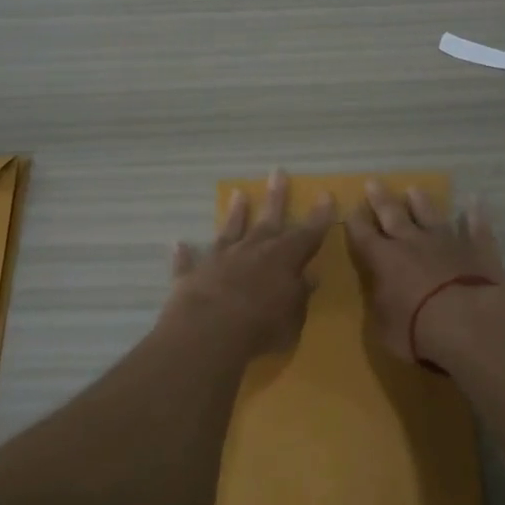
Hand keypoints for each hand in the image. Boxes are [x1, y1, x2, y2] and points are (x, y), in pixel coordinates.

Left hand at [163, 172, 334, 358]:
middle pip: (268, 220)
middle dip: (276, 197)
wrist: (208, 332)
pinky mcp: (192, 275)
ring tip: (237, 193)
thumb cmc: (262, 327)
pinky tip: (178, 243)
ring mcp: (220, 260)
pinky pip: (188, 261)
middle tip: (278, 172)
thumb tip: (309, 276)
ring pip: (230, 231)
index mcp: (283, 259)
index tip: (325, 194)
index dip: (319, 216)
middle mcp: (252, 251)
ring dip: (234, 213)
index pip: (307, 234)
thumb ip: (300, 294)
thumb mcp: (293, 316)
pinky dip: (184, 254)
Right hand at [343, 181, 504, 362]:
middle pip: (393, 215)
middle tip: (373, 182)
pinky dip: (475, 215)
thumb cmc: (417, 331)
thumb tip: (380, 294)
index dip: (354, 222)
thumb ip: (381, 306)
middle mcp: (412, 243)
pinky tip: (475, 201)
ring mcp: (447, 242)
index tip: (349, 207)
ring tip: (414, 189)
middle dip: (381, 199)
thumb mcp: (384, 328)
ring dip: (422, 202)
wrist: (469, 322)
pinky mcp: (477, 249)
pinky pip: (476, 227)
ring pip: (431, 215)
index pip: (363, 236)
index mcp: (384, 261)